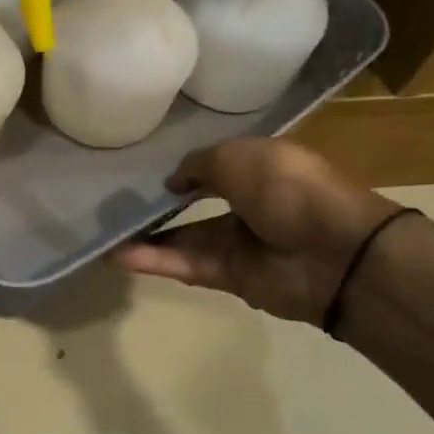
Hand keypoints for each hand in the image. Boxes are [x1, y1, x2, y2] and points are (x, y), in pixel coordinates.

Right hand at [113, 139, 399, 324]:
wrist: (332, 252)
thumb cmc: (288, 188)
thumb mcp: (239, 156)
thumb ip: (198, 165)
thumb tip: (172, 182)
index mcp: (258, 168)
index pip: (214, 166)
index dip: (182, 168)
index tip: (142, 168)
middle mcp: (246, 204)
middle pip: (192, 205)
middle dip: (157, 205)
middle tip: (113, 203)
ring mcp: (236, 243)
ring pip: (181, 238)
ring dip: (144, 236)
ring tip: (101, 232)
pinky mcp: (226, 276)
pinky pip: (182, 265)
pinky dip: (151, 260)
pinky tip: (113, 255)